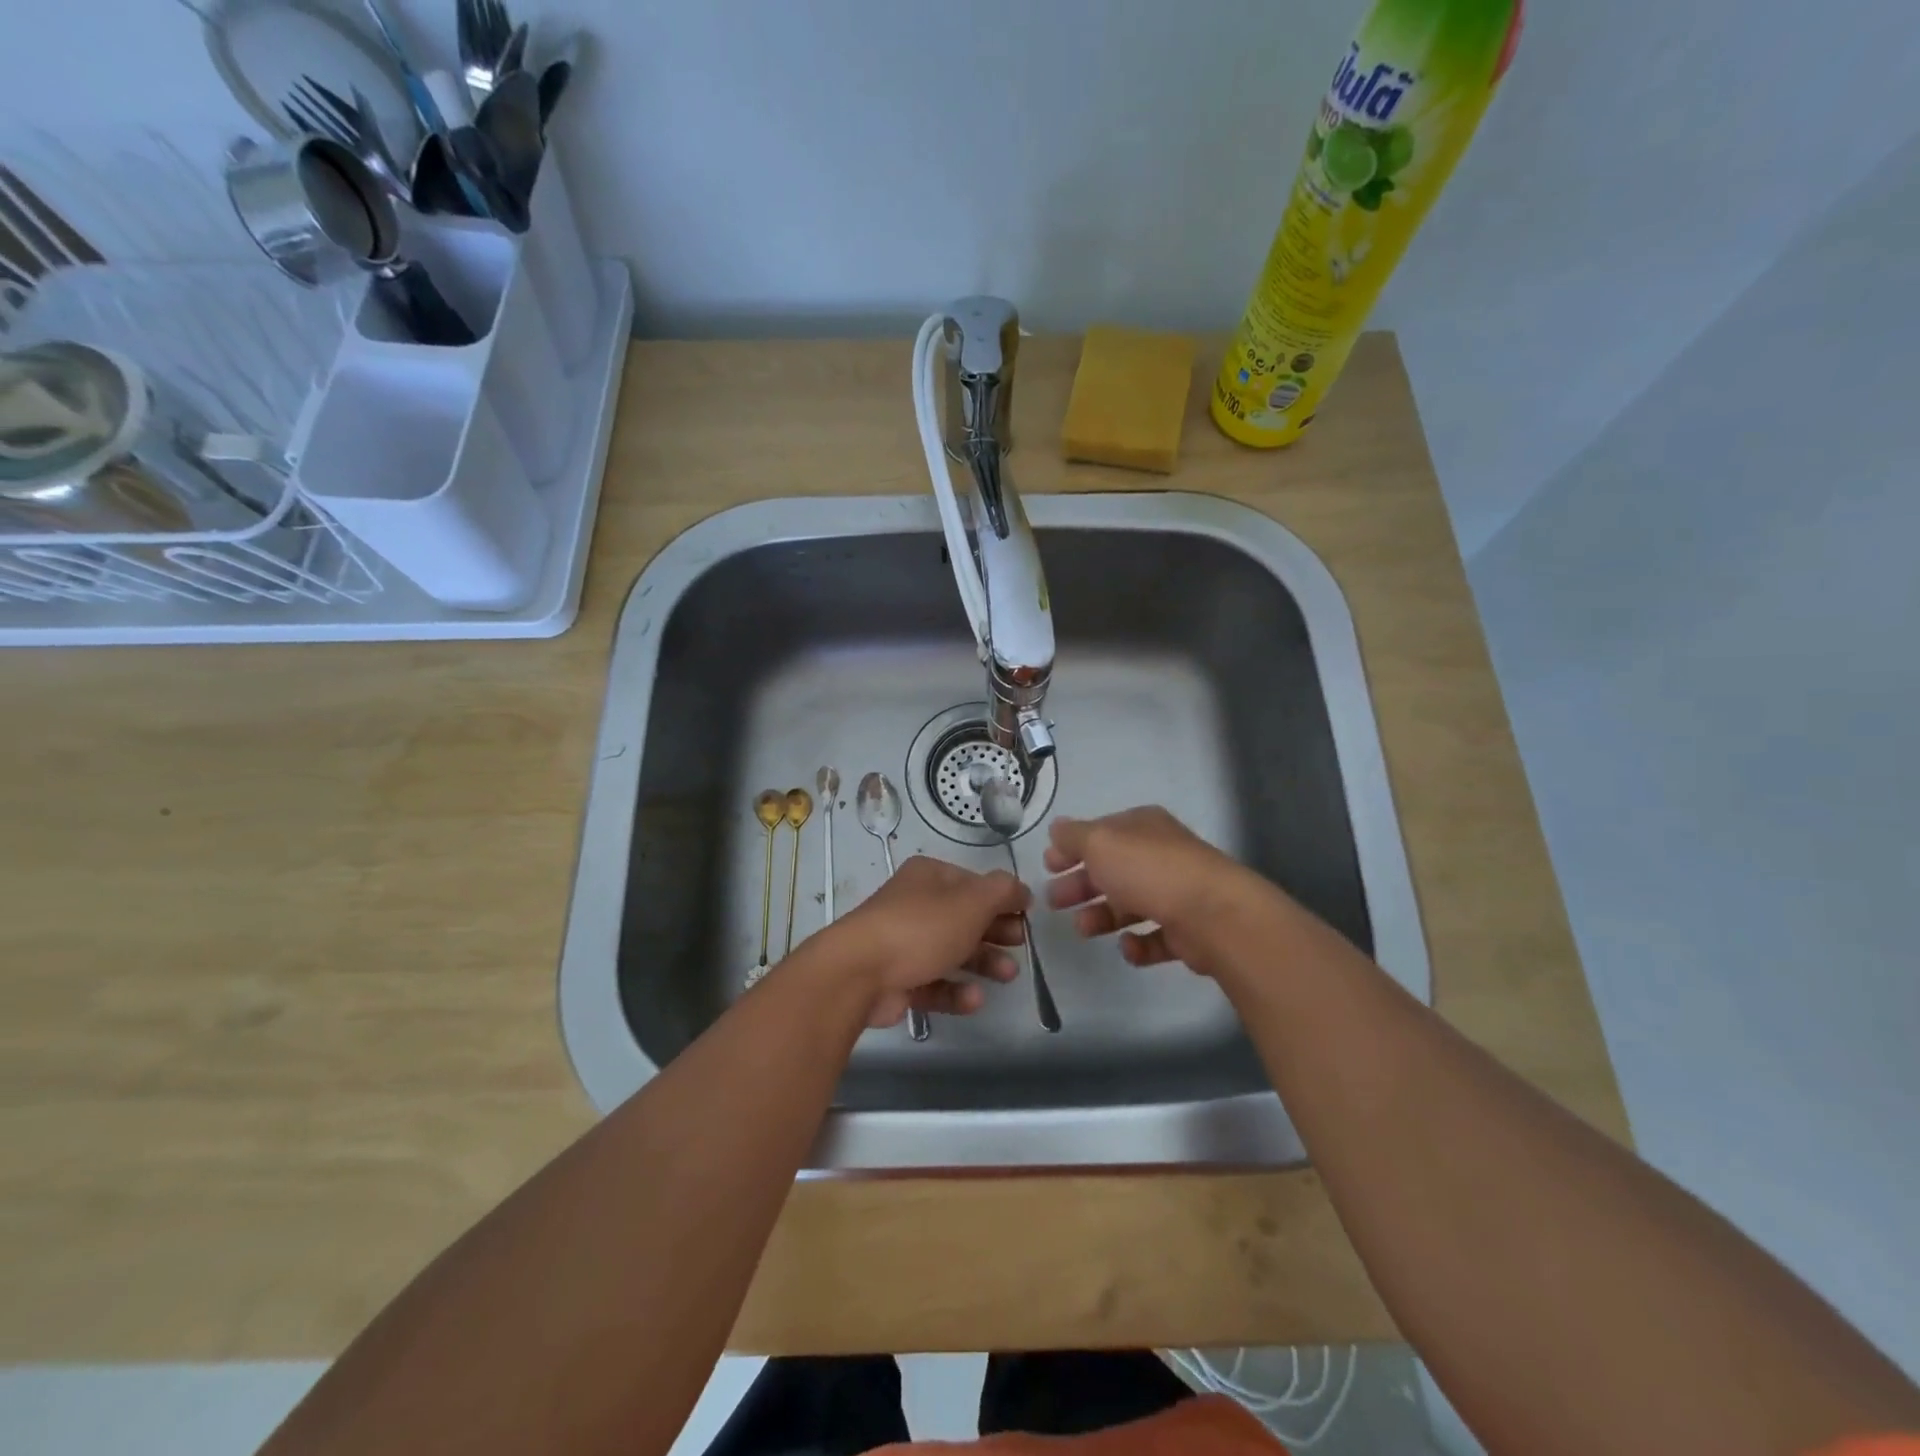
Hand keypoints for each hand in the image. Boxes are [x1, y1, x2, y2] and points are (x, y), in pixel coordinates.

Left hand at [814, 854, 1027, 1027]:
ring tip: (1008, 976)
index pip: (973, 883)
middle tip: (1020, 945)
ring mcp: (902, 944)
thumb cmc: (921, 928)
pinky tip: (974, 1000)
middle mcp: (914, 905)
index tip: (1026, 916)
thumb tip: (1020, 890)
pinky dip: (955, 991)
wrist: (858, 973)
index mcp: (929, 877)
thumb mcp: (971, 902)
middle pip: (964, 918)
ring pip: (951, 952)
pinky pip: (933, 984)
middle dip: (995, 932)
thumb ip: (1002, 891)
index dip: (1002, 898)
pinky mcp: (896, 980)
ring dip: (983, 963)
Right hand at [1043, 806, 1267, 975]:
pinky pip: (1155, 937)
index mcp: (1142, 827)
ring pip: (1130, 903)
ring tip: (1083, 929)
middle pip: (1112, 869)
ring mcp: (1177, 892)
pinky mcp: (1188, 930)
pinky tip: (1127, 947)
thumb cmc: (1150, 871)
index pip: (1101, 833)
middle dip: (1081, 884)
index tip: (1048, 867)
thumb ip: (1073, 836)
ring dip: (1102, 916)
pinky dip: (1137, 944)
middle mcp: (1161, 855)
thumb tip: (1057, 829)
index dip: (1072, 848)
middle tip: (1054, 902)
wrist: (1214, 915)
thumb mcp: (1100, 843)